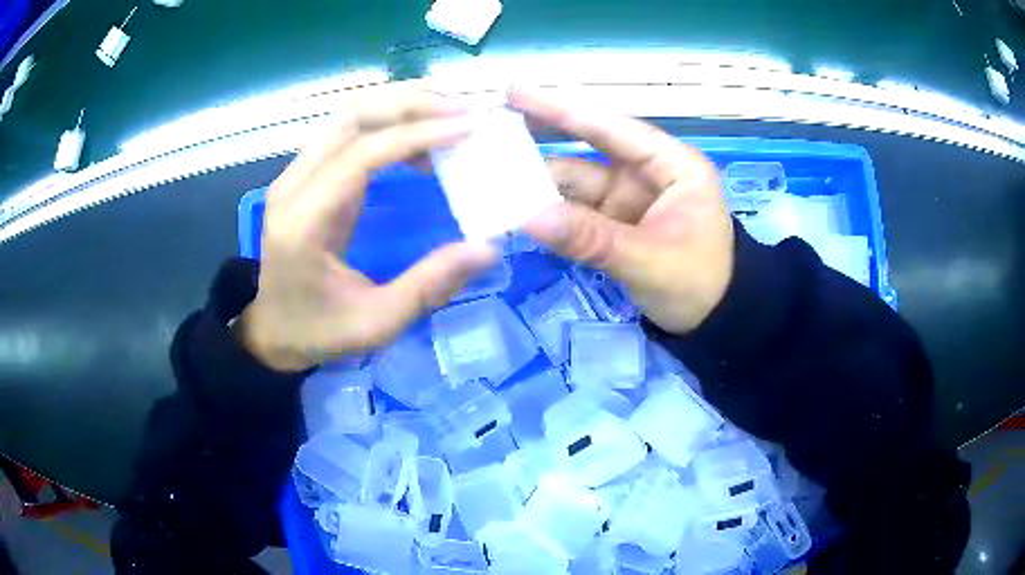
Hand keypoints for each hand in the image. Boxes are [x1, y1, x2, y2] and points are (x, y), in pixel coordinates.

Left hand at [234, 90, 497, 371]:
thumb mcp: (376, 322)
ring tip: (449, 109)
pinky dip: (386, 122)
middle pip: (351, 117)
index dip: (417, 134)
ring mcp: (295, 175)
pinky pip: (346, 131)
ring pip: (348, 115)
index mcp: (304, 221)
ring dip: (400, 104)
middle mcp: (293, 185)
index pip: (361, 154)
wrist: (272, 331)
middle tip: (465, 107)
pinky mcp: (304, 175)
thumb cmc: (319, 331)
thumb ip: (429, 285)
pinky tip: (420, 136)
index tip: (468, 127)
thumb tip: (486, 248)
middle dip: (412, 103)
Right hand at [509, 88, 733, 333]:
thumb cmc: (699, 284)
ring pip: (576, 181)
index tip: (514, 93)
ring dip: (537, 182)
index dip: (561, 109)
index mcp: (671, 165)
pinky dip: (548, 212)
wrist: (715, 322)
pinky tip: (513, 209)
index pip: (610, 127)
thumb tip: (527, 218)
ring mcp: (628, 198)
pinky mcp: (615, 223)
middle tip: (489, 127)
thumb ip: (591, 239)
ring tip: (488, 176)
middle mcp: (646, 172)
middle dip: (542, 137)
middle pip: (587, 146)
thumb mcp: (649, 262)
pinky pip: (575, 211)